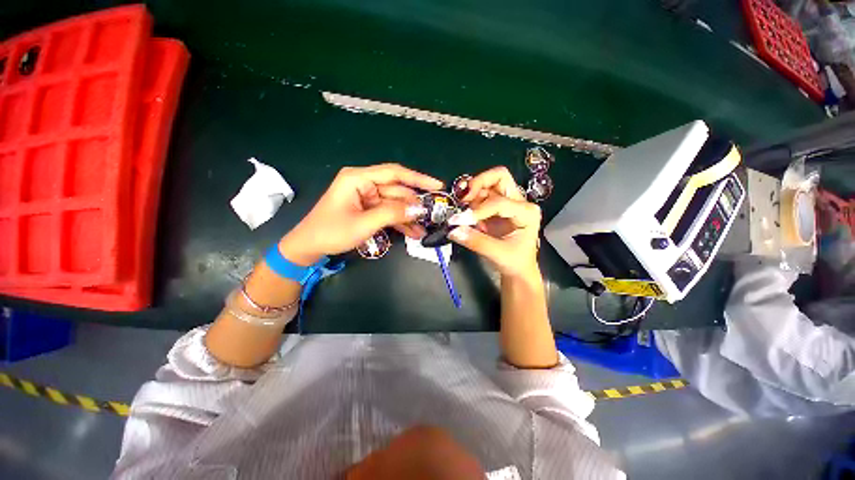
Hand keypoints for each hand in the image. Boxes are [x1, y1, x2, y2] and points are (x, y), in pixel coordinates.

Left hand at [279, 164, 442, 264]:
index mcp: (358, 178)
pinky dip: (400, 222)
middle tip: (434, 214)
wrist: (309, 247)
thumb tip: (418, 209)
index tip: (437, 186)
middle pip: (397, 190)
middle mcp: (364, 184)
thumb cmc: (331, 231)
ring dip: (409, 216)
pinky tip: (413, 232)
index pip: (394, 173)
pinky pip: (388, 213)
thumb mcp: (364, 223)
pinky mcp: (368, 209)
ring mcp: (367, 197)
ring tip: (425, 228)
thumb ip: (392, 213)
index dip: (418, 178)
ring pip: (395, 204)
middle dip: (415, 203)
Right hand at [449, 167, 540, 278]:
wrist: (518, 270)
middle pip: (499, 177)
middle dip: (478, 183)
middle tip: (463, 198)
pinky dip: (471, 201)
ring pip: (488, 184)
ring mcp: (507, 203)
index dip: (478, 210)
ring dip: (473, 192)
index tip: (459, 220)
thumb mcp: (497, 254)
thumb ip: (475, 241)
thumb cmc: (514, 263)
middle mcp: (518, 202)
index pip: (498, 202)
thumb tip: (453, 230)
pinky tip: (465, 213)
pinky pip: (482, 196)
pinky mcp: (496, 208)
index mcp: (526, 212)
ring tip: (462, 207)